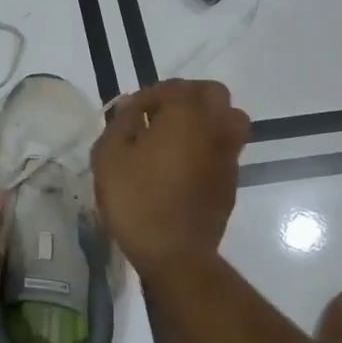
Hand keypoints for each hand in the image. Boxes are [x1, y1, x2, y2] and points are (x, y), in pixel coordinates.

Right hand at [92, 79, 250, 280]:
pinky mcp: (231, 182)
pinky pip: (226, 148)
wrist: (174, 254)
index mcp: (185, 116)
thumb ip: (121, 123)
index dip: (150, 95)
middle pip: (213, 94)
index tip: (131, 113)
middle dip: (187, 96)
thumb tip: (131, 106)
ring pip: (230, 119)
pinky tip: (184, 164)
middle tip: (161, 113)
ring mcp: (228, 156)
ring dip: (206, 118)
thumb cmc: (136, 200)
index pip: (174, 87)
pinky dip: (210, 145)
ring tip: (178, 135)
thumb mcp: (109, 157)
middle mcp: (214, 128)